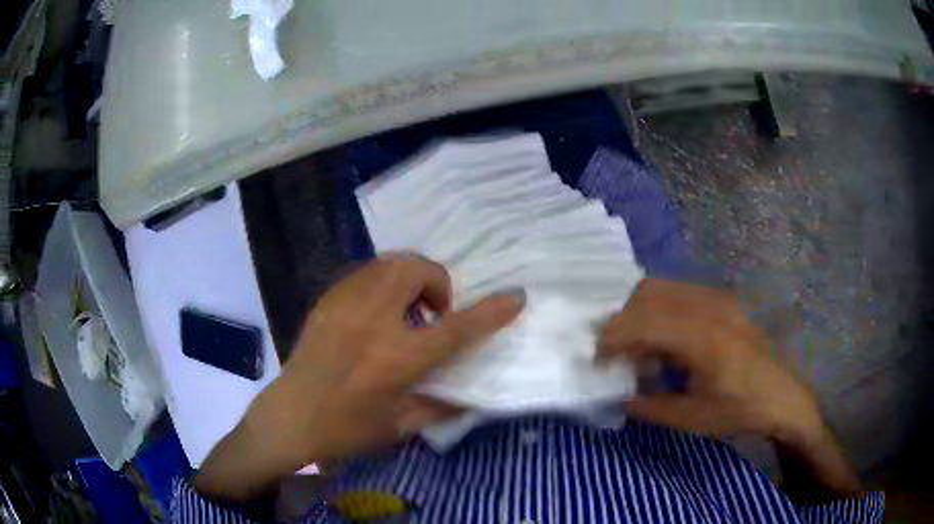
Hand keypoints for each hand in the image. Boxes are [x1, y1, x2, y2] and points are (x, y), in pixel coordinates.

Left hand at [196, 255, 523, 501]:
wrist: (290, 417)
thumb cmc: (346, 430)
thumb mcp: (401, 427)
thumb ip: (441, 405)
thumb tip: (471, 393)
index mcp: (396, 360)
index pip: (455, 328)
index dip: (490, 311)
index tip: (515, 296)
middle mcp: (372, 323)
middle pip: (415, 270)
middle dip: (437, 281)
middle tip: (434, 313)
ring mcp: (345, 305)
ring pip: (388, 263)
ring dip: (410, 278)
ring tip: (406, 310)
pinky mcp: (327, 301)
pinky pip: (365, 273)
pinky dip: (383, 282)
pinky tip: (377, 312)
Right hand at [598, 279, 822, 441]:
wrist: (782, 395)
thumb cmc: (739, 410)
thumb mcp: (692, 419)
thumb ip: (650, 406)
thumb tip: (620, 396)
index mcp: (701, 337)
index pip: (644, 322)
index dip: (612, 337)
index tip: (596, 358)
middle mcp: (708, 306)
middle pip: (649, 294)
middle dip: (621, 319)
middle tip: (610, 349)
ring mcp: (718, 299)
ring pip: (664, 288)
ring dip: (639, 311)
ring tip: (633, 343)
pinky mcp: (724, 301)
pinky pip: (680, 292)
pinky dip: (659, 308)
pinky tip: (662, 337)